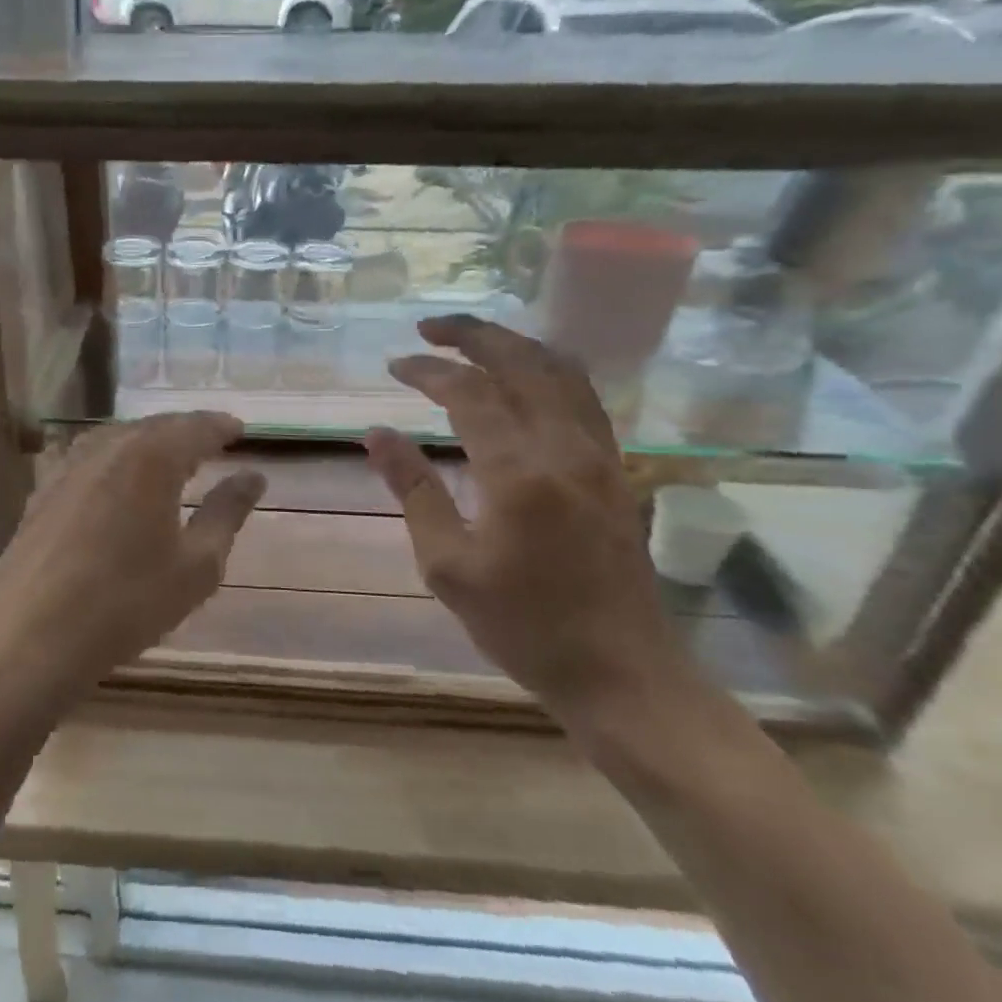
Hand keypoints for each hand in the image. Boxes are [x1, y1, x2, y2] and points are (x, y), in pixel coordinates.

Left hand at [0, 413, 264, 710]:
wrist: (34, 636)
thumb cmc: (127, 603)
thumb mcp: (196, 565)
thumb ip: (226, 513)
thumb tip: (252, 476)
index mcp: (151, 458)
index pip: (195, 428)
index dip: (221, 427)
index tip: (240, 429)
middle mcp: (108, 449)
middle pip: (154, 426)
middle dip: (185, 429)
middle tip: (210, 439)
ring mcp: (68, 466)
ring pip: (116, 437)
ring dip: (147, 439)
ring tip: (167, 453)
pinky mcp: (42, 490)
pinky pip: (86, 456)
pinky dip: (112, 456)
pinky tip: (112, 473)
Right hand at [365, 316, 685, 722]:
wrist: (624, 674)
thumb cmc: (525, 626)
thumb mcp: (448, 565)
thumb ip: (413, 490)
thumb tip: (378, 434)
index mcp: (520, 473)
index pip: (470, 393)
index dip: (428, 370)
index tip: (394, 365)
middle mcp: (567, 449)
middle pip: (523, 362)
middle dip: (473, 335)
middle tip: (429, 327)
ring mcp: (601, 456)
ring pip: (562, 372)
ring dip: (514, 345)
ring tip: (473, 339)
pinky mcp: (617, 470)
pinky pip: (584, 397)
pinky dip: (549, 369)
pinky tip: (526, 376)